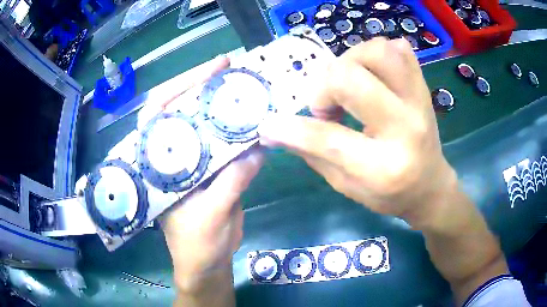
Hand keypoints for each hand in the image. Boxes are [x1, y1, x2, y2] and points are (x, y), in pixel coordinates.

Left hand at [156, 57, 263, 301]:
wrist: (207, 263)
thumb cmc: (197, 245)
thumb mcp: (211, 215)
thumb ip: (231, 182)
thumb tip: (257, 148)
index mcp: (157, 165)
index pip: (159, 115)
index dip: (180, 88)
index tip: (210, 71)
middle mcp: (171, 157)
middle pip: (182, 111)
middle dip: (203, 87)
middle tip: (229, 68)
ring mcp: (192, 161)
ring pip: (204, 124)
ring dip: (223, 104)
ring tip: (244, 85)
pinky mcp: (211, 169)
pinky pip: (224, 142)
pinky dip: (237, 129)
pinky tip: (252, 118)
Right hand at [259, 37, 507, 304]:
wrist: (430, 186)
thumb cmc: (390, 194)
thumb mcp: (347, 186)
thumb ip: (313, 154)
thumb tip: (275, 130)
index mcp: (384, 167)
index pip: (329, 139)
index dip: (291, 129)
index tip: (269, 124)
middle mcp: (405, 128)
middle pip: (351, 80)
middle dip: (324, 88)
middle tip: (327, 107)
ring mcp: (419, 101)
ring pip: (378, 52)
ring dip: (350, 61)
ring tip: (349, 84)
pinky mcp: (424, 87)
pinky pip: (400, 50)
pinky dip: (377, 53)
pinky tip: (371, 74)